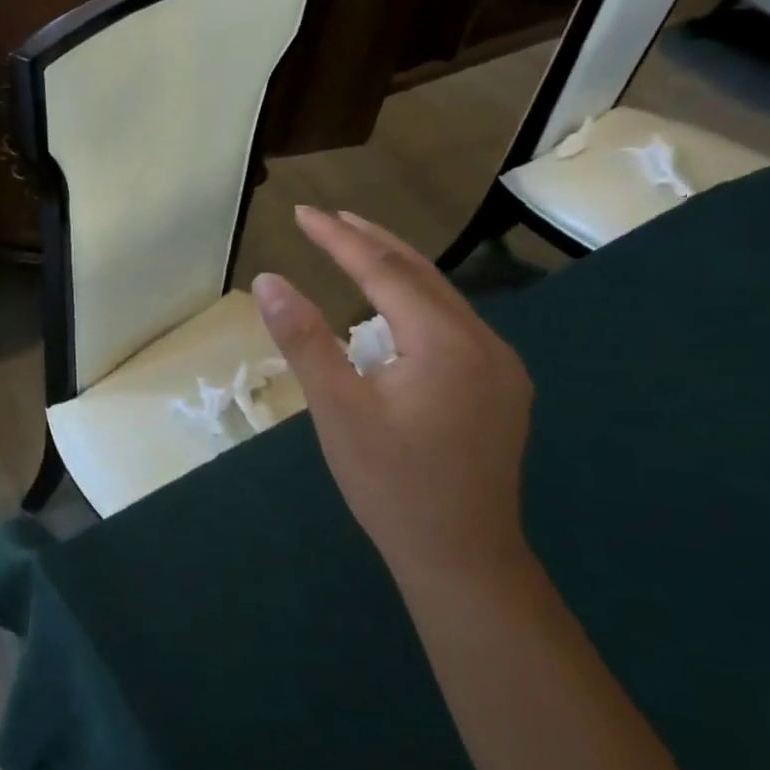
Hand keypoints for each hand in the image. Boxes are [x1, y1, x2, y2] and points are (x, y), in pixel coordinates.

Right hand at [252, 207, 532, 586]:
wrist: (461, 557)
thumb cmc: (390, 484)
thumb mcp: (336, 409)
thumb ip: (304, 340)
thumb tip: (268, 281)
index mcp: (447, 343)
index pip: (384, 272)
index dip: (339, 239)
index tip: (302, 212)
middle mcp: (486, 344)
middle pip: (421, 275)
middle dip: (371, 242)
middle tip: (328, 217)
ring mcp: (501, 369)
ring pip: (442, 300)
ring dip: (396, 272)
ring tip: (356, 250)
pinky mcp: (501, 391)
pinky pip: (454, 327)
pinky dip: (416, 305)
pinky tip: (395, 314)